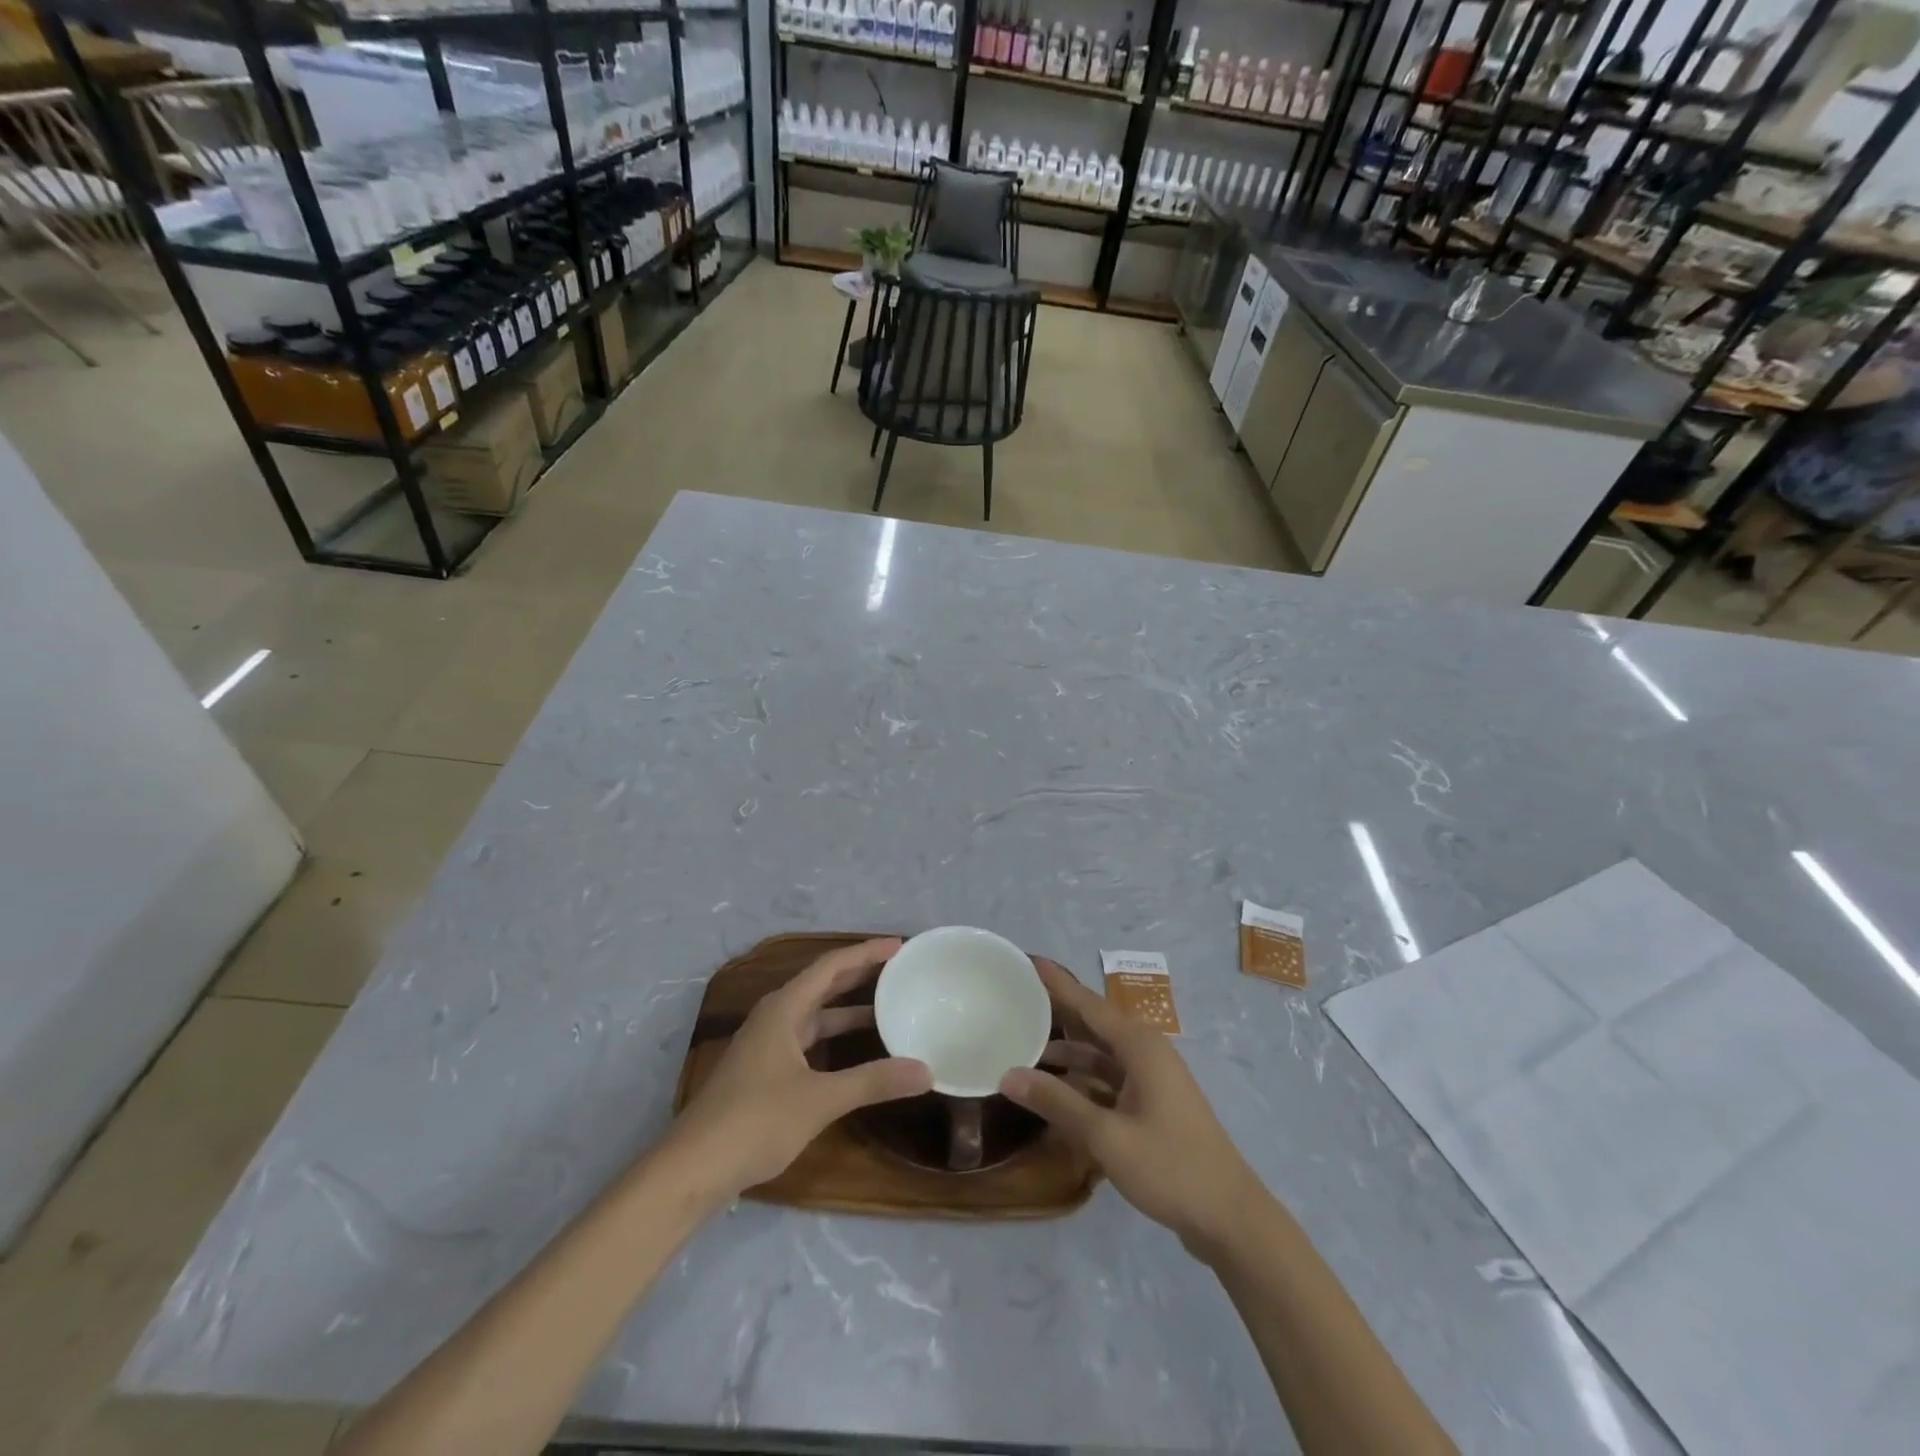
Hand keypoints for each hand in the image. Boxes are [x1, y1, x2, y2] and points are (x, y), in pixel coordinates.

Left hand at [666, 938, 931, 1199]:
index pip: (831, 966)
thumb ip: (873, 1081)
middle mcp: (774, 1018)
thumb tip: (926, 1071)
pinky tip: (854, 1052)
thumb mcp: (820, 1100)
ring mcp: (766, 1045)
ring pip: (815, 1015)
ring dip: (847, 1009)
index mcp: (783, 1009)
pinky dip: (834, 1037)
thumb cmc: (754, 1121)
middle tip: (899, 969)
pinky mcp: (763, 1072)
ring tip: (886, 1006)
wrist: (692, 1169)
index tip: (899, 945)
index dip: (865, 952)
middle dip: (859, 974)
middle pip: (822, 984)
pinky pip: (808, 1039)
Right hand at [1002, 957, 1264, 1257]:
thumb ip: (1057, 1102)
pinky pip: (1110, 1078)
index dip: (1057, 983)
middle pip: (1094, 1024)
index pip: (1088, 1004)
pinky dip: (1084, 1078)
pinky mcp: (1153, 1104)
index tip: (1028, 959)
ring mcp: (1152, 1079)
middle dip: (1059, 1010)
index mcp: (1139, 1047)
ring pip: (1101, 1054)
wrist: (1230, 1217)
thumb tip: (1008, 1074)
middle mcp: (1146, 1053)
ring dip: (1069, 1051)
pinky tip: (1057, 1089)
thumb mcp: (1106, 1137)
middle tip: (1019, 997)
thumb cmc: (1170, 1167)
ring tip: (1026, 1044)